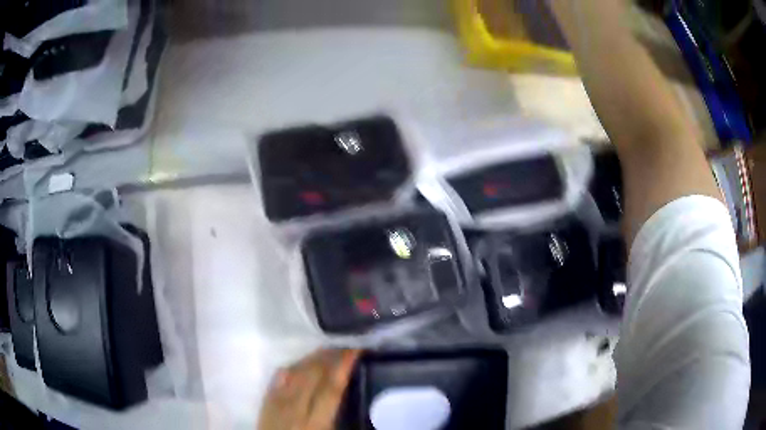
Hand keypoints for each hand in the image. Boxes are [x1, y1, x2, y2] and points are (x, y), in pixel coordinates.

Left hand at [258, 349, 360, 429]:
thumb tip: (360, 407)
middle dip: (329, 357)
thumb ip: (342, 422)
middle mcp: (294, 411)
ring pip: (294, 374)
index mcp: (315, 424)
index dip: (343, 367)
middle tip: (345, 347)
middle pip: (311, 376)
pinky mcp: (264, 405)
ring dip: (311, 359)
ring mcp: (276, 406)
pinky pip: (276, 381)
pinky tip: (298, 365)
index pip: (330, 389)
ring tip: (326, 351)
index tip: (356, 351)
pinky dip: (289, 369)